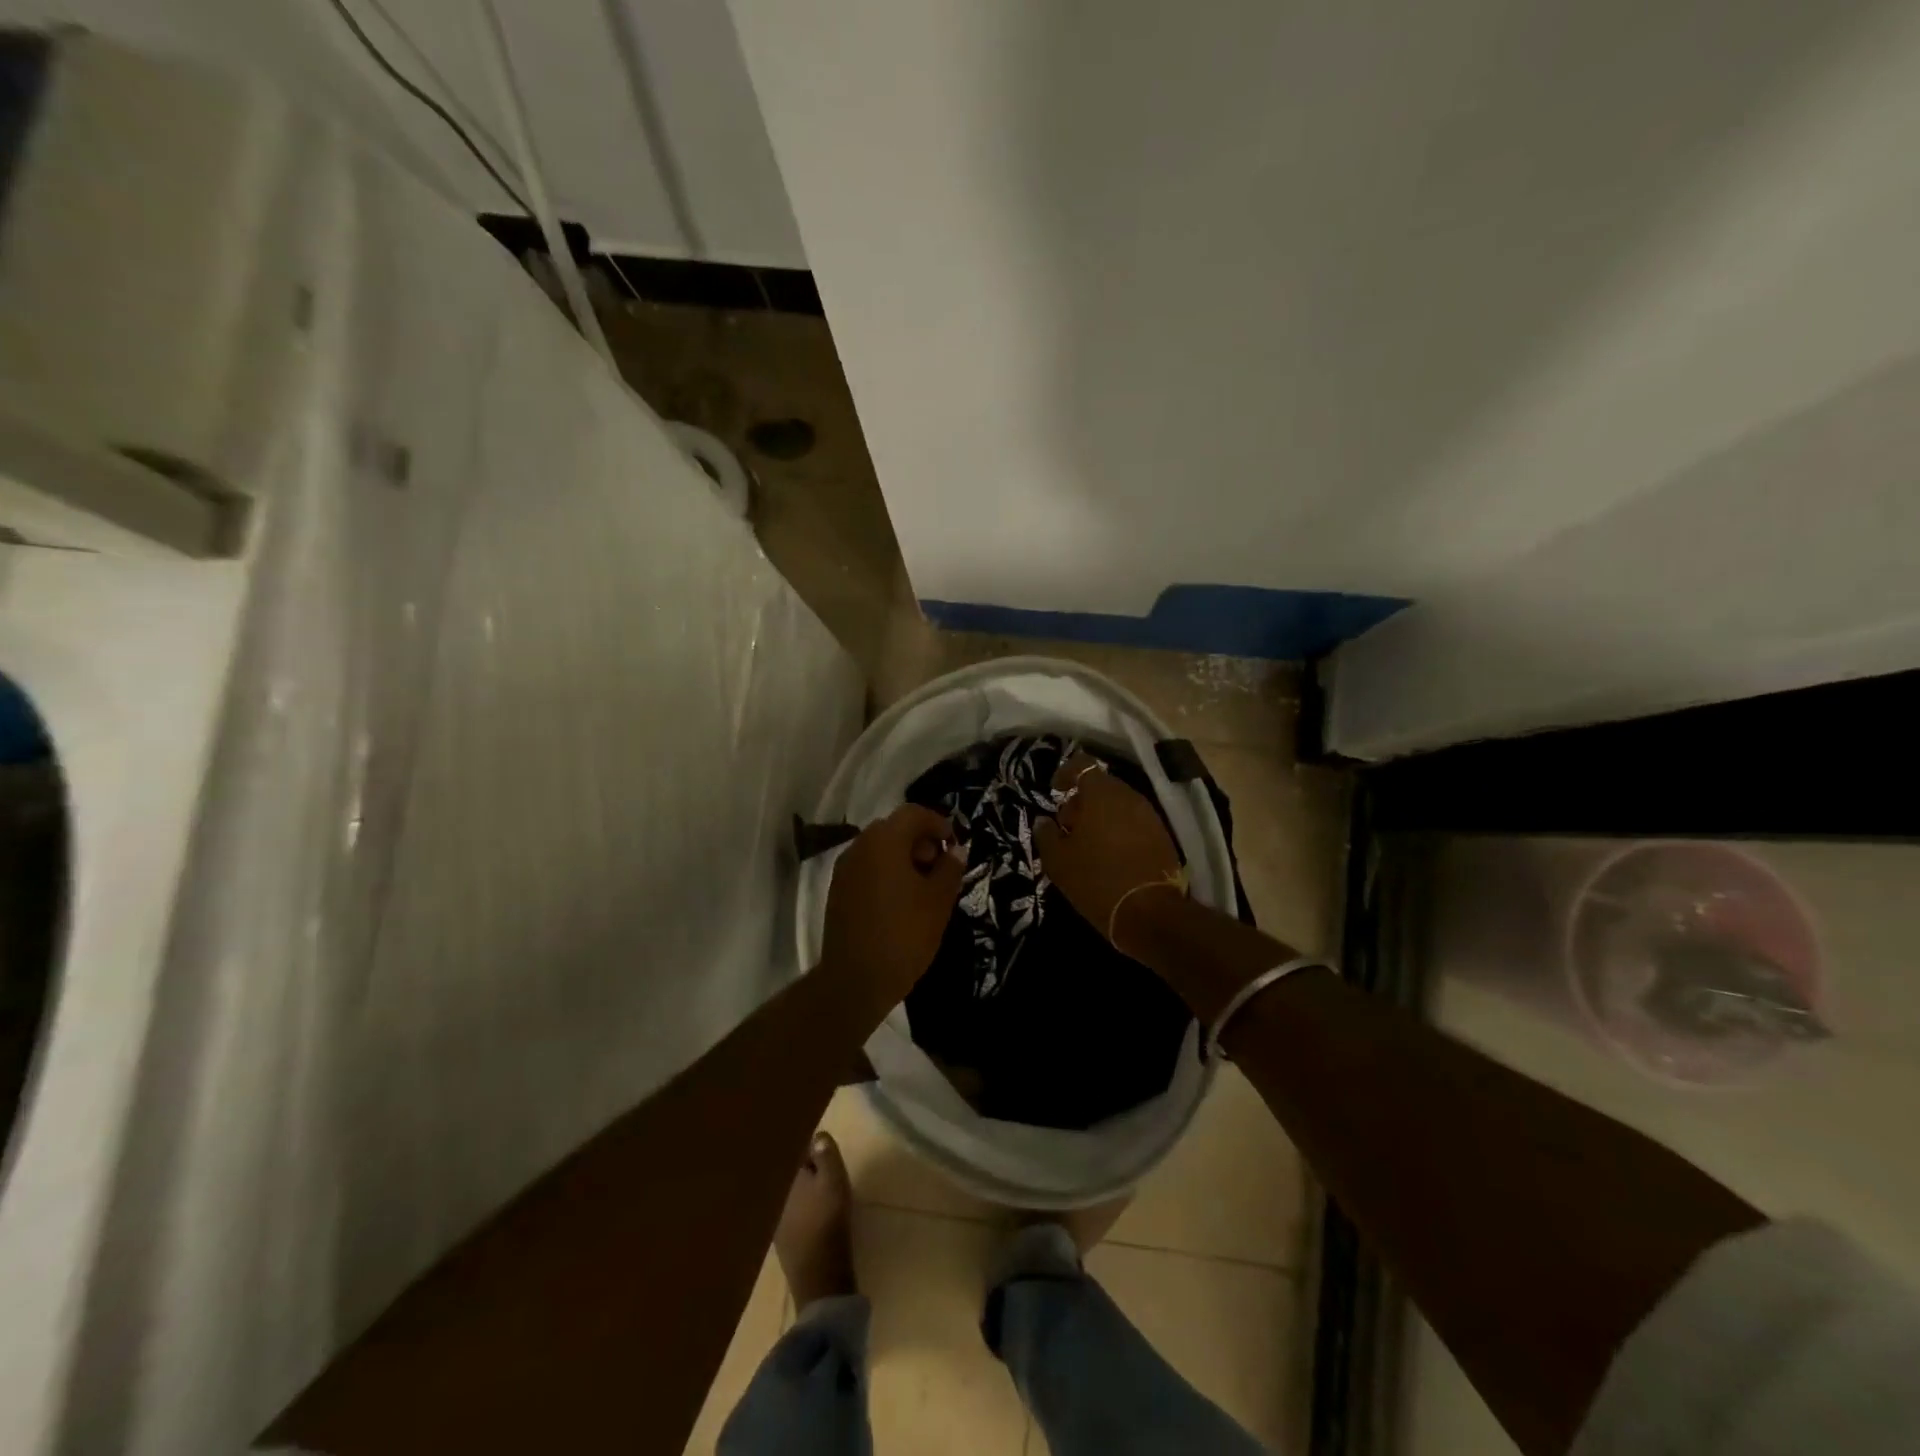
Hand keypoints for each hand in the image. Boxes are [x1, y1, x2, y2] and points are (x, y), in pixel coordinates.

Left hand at [821, 804, 966, 1004]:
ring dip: (903, 857)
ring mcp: (845, 869)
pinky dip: (886, 873)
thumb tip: (956, 851)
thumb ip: (950, 869)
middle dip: (921, 841)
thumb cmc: (904, 934)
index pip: (914, 813)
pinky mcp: (838, 891)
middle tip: (941, 867)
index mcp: (884, 841)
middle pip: (894, 828)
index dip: (938, 824)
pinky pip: (867, 868)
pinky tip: (901, 901)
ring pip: (879, 849)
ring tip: (924, 887)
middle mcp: (860, 847)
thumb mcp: (938, 901)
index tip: (954, 846)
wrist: (855, 980)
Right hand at [1034, 752, 1184, 946]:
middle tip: (1067, 827)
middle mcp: (1129, 796)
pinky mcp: (1162, 836)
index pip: (1082, 765)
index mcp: (1101, 794)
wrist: (1151, 913)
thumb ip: (1046, 835)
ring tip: (1087, 845)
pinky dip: (1118, 830)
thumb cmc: (1097, 880)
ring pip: (1118, 804)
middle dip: (1082, 801)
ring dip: (1101, 816)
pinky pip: (1134, 822)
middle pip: (1101, 785)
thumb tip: (1043, 821)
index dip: (1065, 774)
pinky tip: (1109, 855)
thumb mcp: (1059, 861)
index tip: (1055, 792)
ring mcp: (1149, 815)